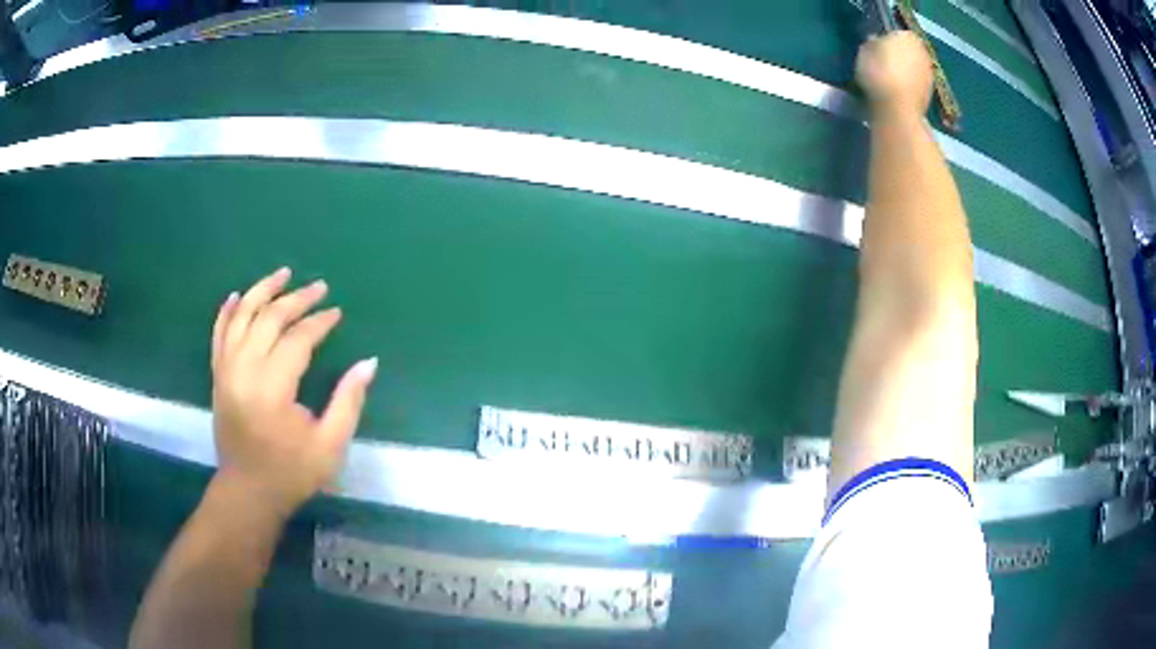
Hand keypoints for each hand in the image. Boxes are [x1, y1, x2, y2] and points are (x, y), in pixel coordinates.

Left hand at [210, 267, 376, 519]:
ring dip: (261, 291)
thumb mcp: (330, 445)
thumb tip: (369, 362)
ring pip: (241, 317)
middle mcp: (244, 372)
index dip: (319, 322)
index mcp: (272, 390)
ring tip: (283, 273)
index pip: (297, 339)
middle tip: (319, 287)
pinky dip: (227, 312)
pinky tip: (237, 296)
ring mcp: (225, 371)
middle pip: (268, 319)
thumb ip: (349, 401)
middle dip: (296, 299)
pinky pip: (218, 334)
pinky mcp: (217, 376)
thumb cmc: (292, 473)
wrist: (248, 492)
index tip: (337, 313)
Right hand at [855, 31, 933, 119]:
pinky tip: (898, 93)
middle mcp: (923, 51)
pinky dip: (909, 85)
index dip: (885, 40)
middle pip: (908, 50)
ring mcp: (929, 73)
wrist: (898, 109)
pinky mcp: (931, 92)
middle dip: (898, 55)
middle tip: (883, 64)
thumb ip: (872, 44)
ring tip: (890, 81)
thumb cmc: (879, 73)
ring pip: (913, 66)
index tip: (876, 49)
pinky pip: (916, 82)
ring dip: (905, 71)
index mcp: (907, 36)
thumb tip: (875, 43)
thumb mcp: (864, 51)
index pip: (895, 33)